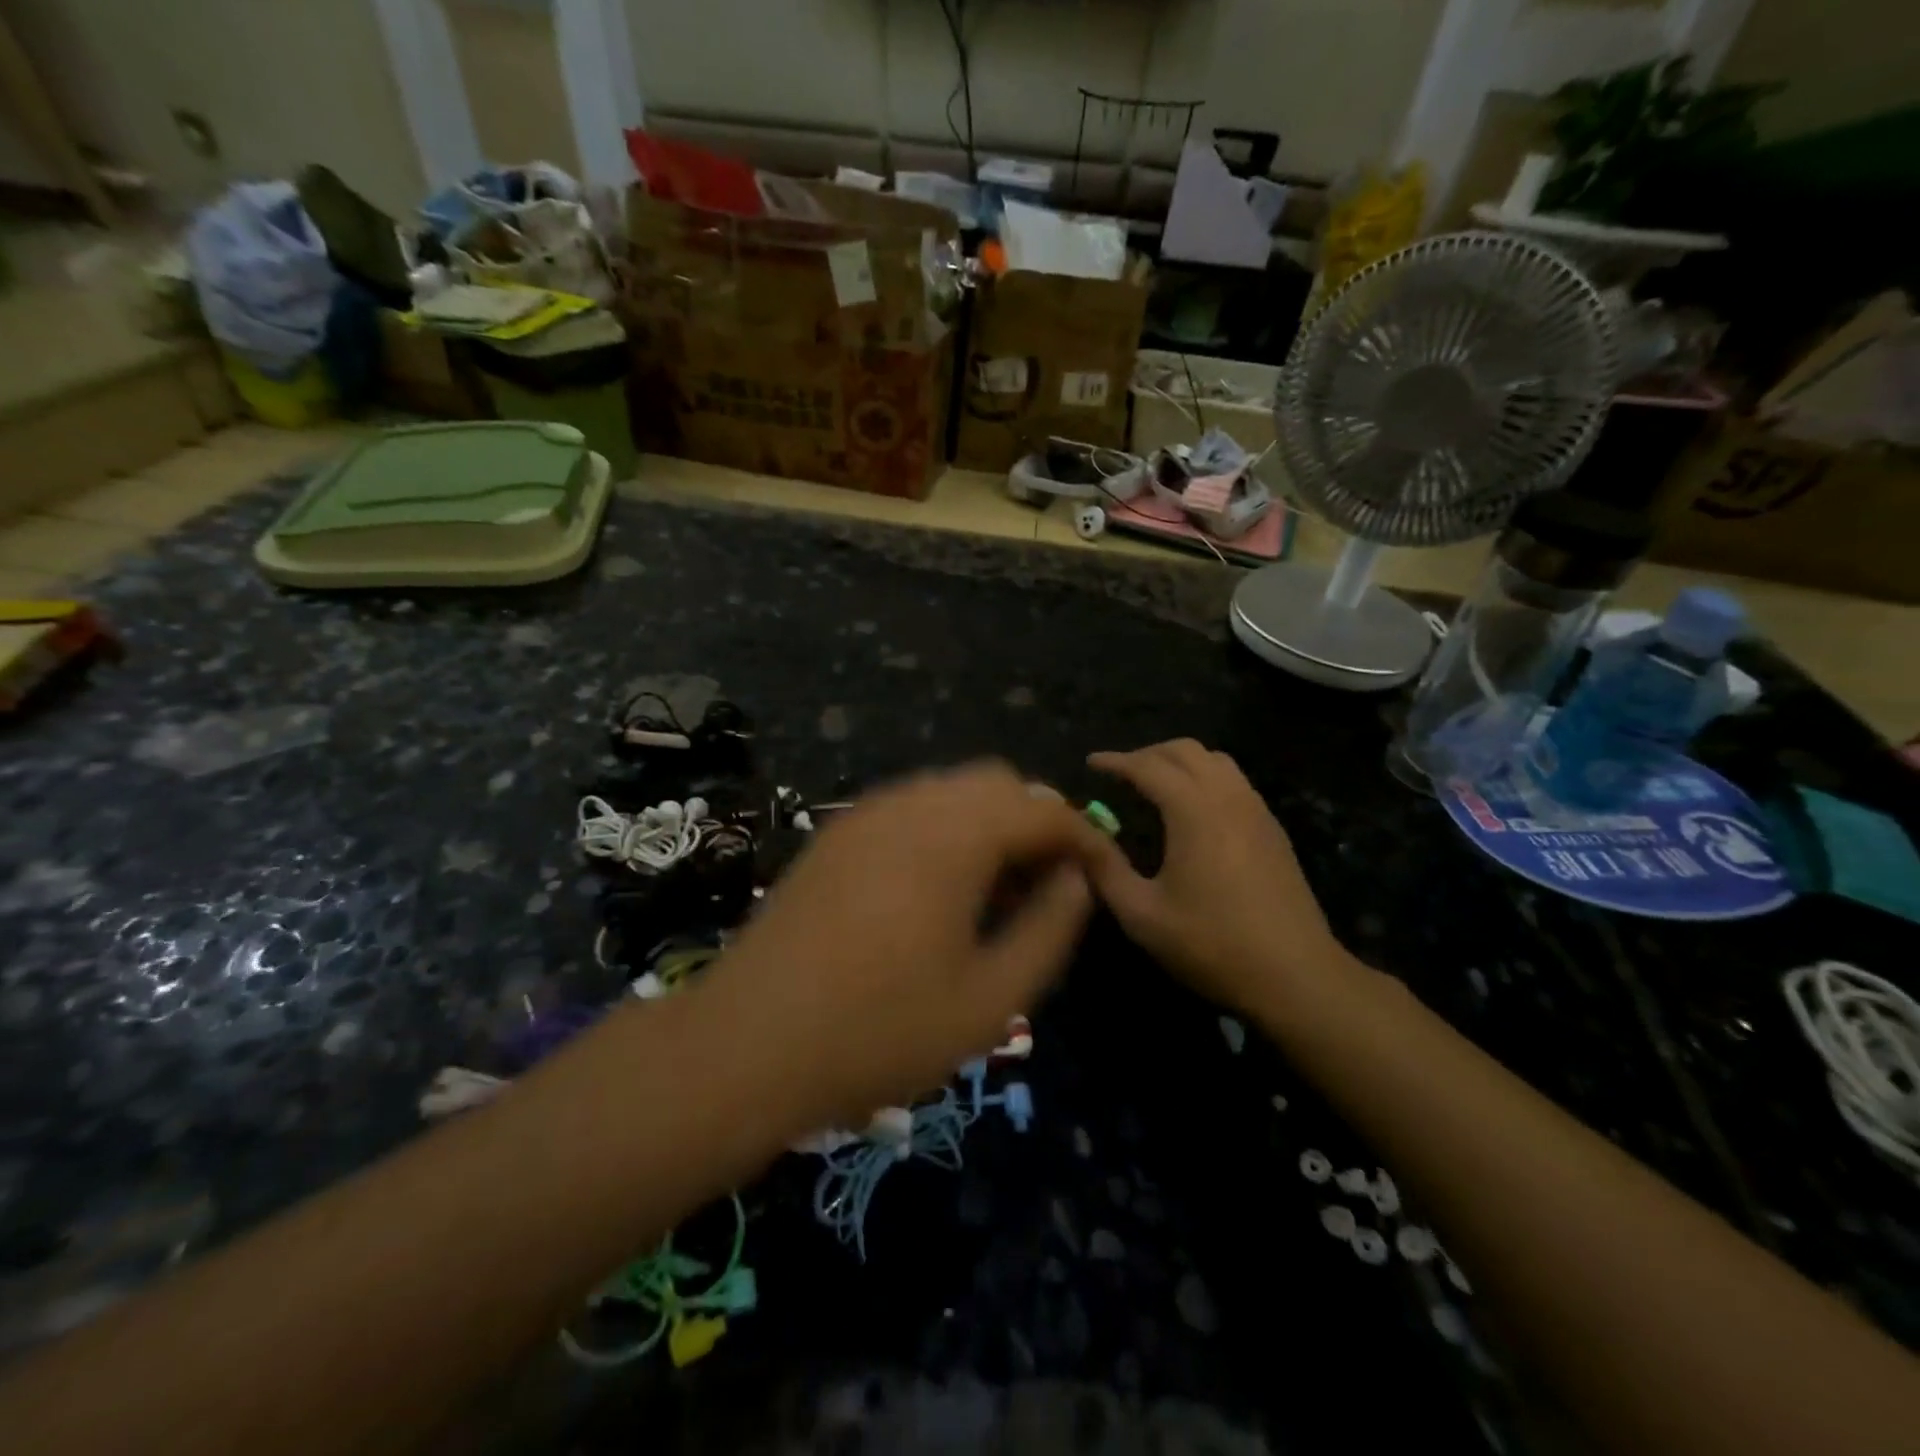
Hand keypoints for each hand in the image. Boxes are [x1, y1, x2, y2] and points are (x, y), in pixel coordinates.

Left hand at [697, 762, 1112, 1127]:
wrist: (746, 1044)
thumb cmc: (880, 1031)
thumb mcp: (989, 999)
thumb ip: (1048, 929)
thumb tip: (1076, 880)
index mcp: (955, 834)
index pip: (1044, 808)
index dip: (1083, 837)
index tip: (1100, 878)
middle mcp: (911, 803)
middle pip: (996, 784)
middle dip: (1034, 822)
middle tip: (1046, 886)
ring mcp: (865, 814)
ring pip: (950, 791)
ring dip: (988, 825)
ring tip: (995, 893)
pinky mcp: (835, 834)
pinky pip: (910, 809)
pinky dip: (944, 830)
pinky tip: (937, 890)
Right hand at [1082, 740, 1358, 1018]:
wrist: (1296, 976)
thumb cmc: (1212, 944)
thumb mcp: (1142, 914)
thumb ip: (1105, 868)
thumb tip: (1080, 834)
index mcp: (1194, 811)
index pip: (1149, 766)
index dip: (1116, 761)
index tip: (1091, 762)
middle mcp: (1229, 798)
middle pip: (1186, 751)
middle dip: (1148, 753)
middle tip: (1120, 773)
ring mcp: (1257, 811)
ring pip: (1216, 761)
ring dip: (1181, 761)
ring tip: (1155, 783)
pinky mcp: (1273, 830)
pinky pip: (1236, 782)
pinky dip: (1206, 777)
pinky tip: (1193, 810)